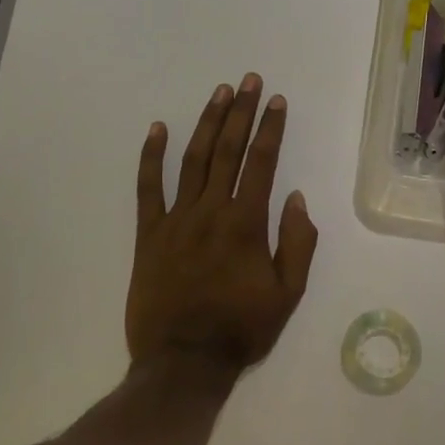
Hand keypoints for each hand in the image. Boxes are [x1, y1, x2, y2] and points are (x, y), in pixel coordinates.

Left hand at [127, 74, 319, 373]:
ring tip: (219, 93)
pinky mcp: (148, 234)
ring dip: (207, 123)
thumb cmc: (241, 329)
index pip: (262, 163)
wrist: (183, 363)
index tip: (277, 100)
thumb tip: (295, 198)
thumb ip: (297, 243)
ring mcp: (176, 220)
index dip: (271, 129)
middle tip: (249, 81)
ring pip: (193, 160)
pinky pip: (147, 188)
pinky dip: (151, 156)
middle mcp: (211, 211)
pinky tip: (158, 128)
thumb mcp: (288, 294)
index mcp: (246, 224)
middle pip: (228, 151)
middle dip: (241, 112)